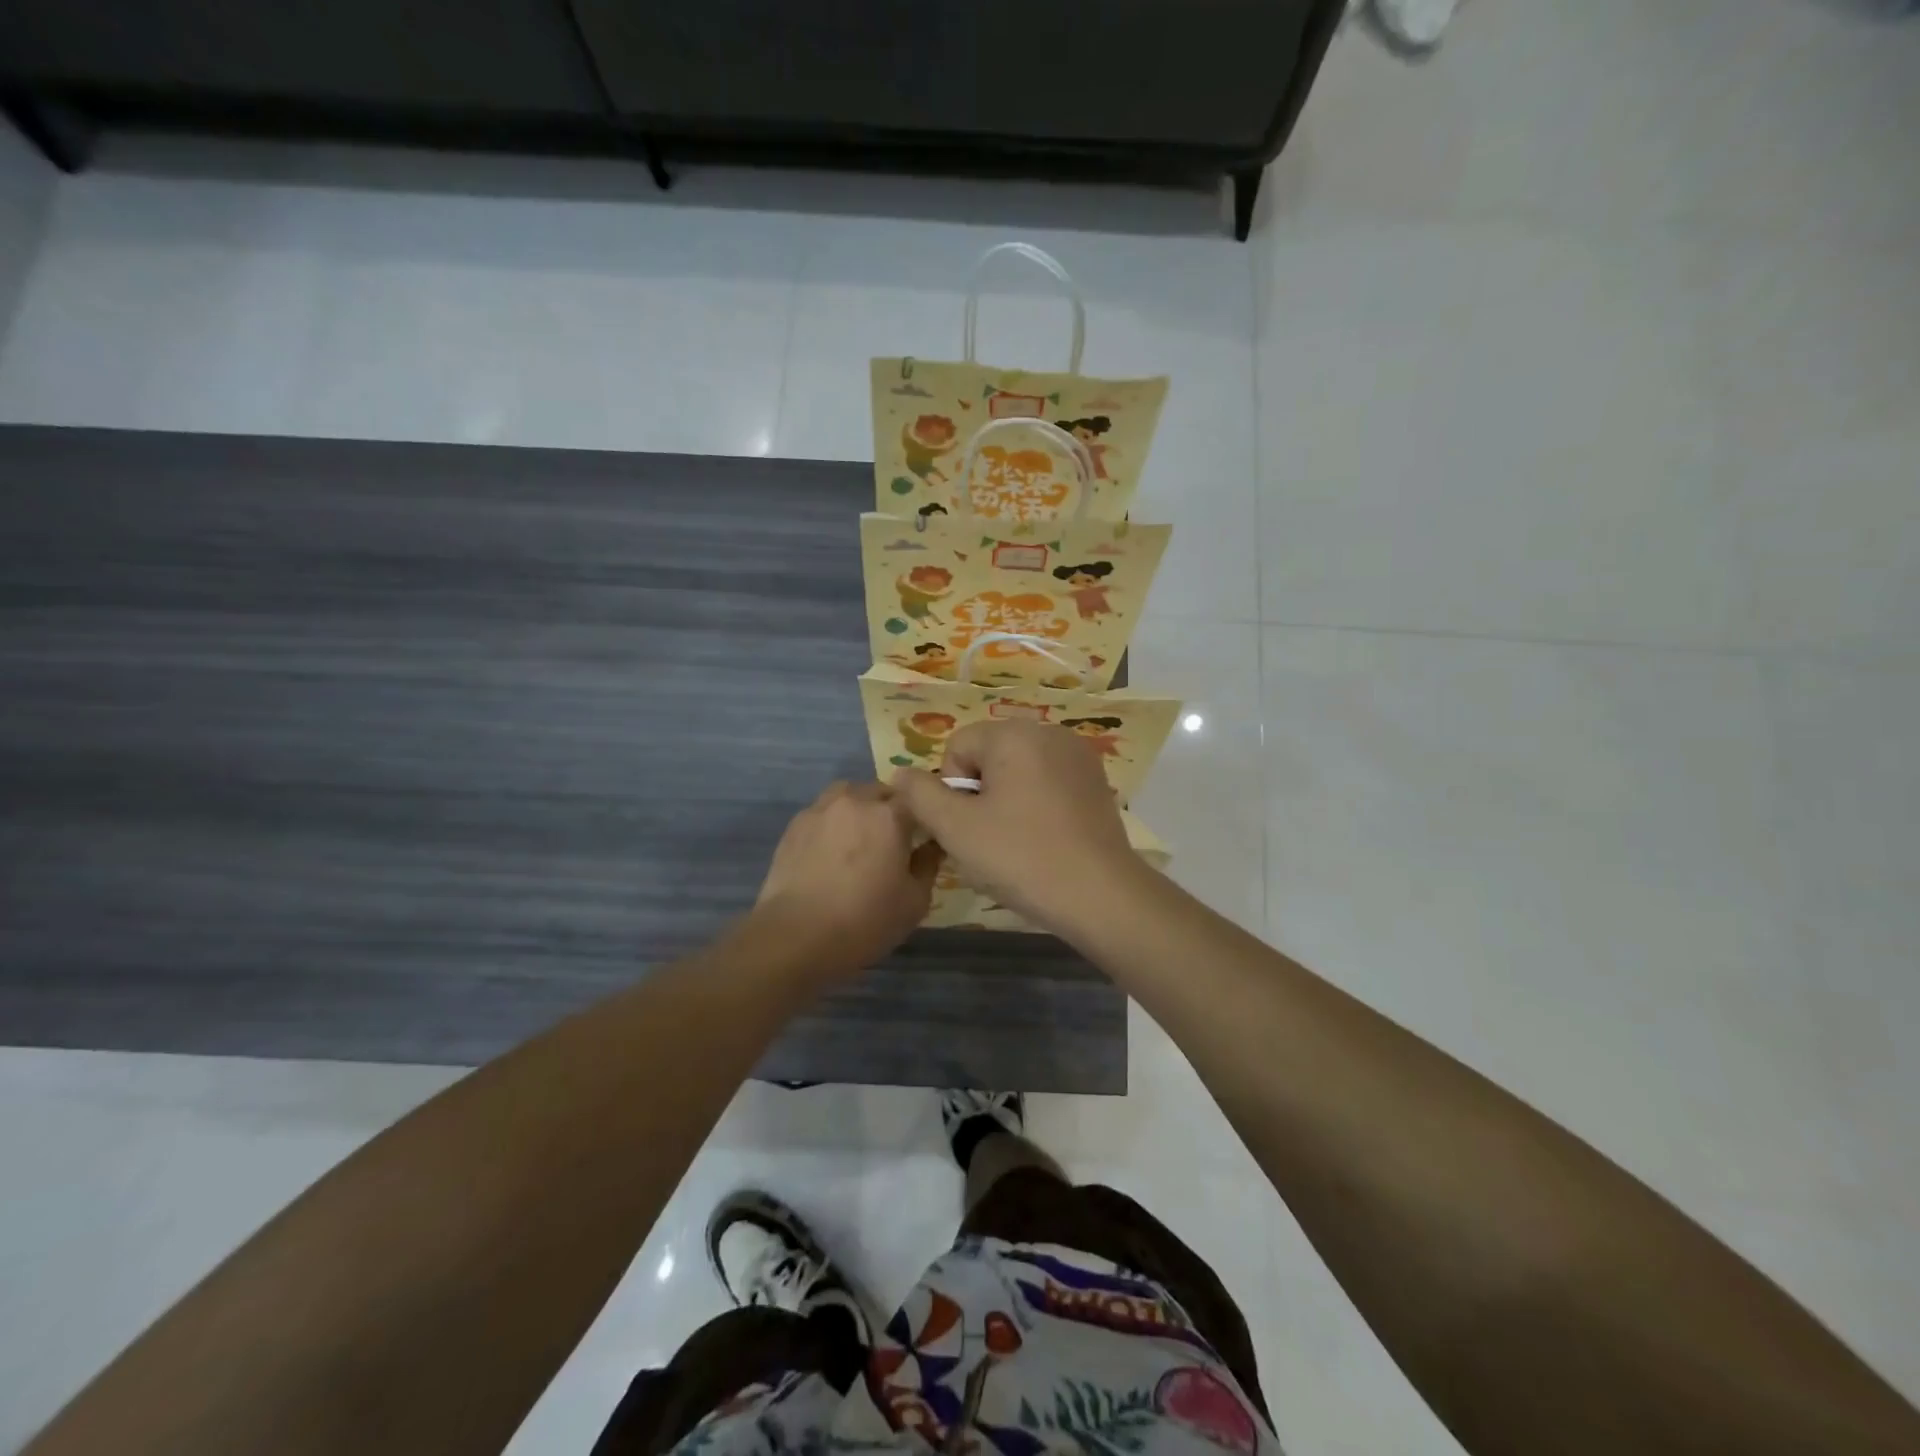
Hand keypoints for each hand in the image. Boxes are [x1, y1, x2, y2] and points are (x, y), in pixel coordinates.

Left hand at [754, 781, 941, 976]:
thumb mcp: (914, 901)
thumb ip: (928, 865)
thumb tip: (931, 847)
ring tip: (859, 838)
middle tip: (892, 840)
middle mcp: (855, 801)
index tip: (923, 837)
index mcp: (889, 815)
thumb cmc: (865, 921)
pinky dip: (832, 823)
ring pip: (847, 795)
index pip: (916, 799)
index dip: (922, 816)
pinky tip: (830, 851)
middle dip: (890, 808)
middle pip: (880, 792)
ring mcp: (820, 810)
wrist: (796, 937)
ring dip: (859, 808)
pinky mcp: (794, 826)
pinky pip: (822, 813)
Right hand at [891, 721, 1142, 931]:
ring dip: (1007, 800)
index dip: (953, 789)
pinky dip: (1037, 804)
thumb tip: (901, 774)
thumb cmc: (1021, 857)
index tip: (970, 825)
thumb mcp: (955, 828)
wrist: (1100, 894)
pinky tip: (1045, 839)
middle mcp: (1049, 731)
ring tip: (1018, 842)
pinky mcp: (1096, 780)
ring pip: (1018, 770)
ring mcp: (1078, 755)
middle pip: (989, 755)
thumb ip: (919, 795)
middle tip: (990, 838)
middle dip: (981, 794)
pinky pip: (1048, 782)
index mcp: (1014, 733)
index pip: (959, 746)